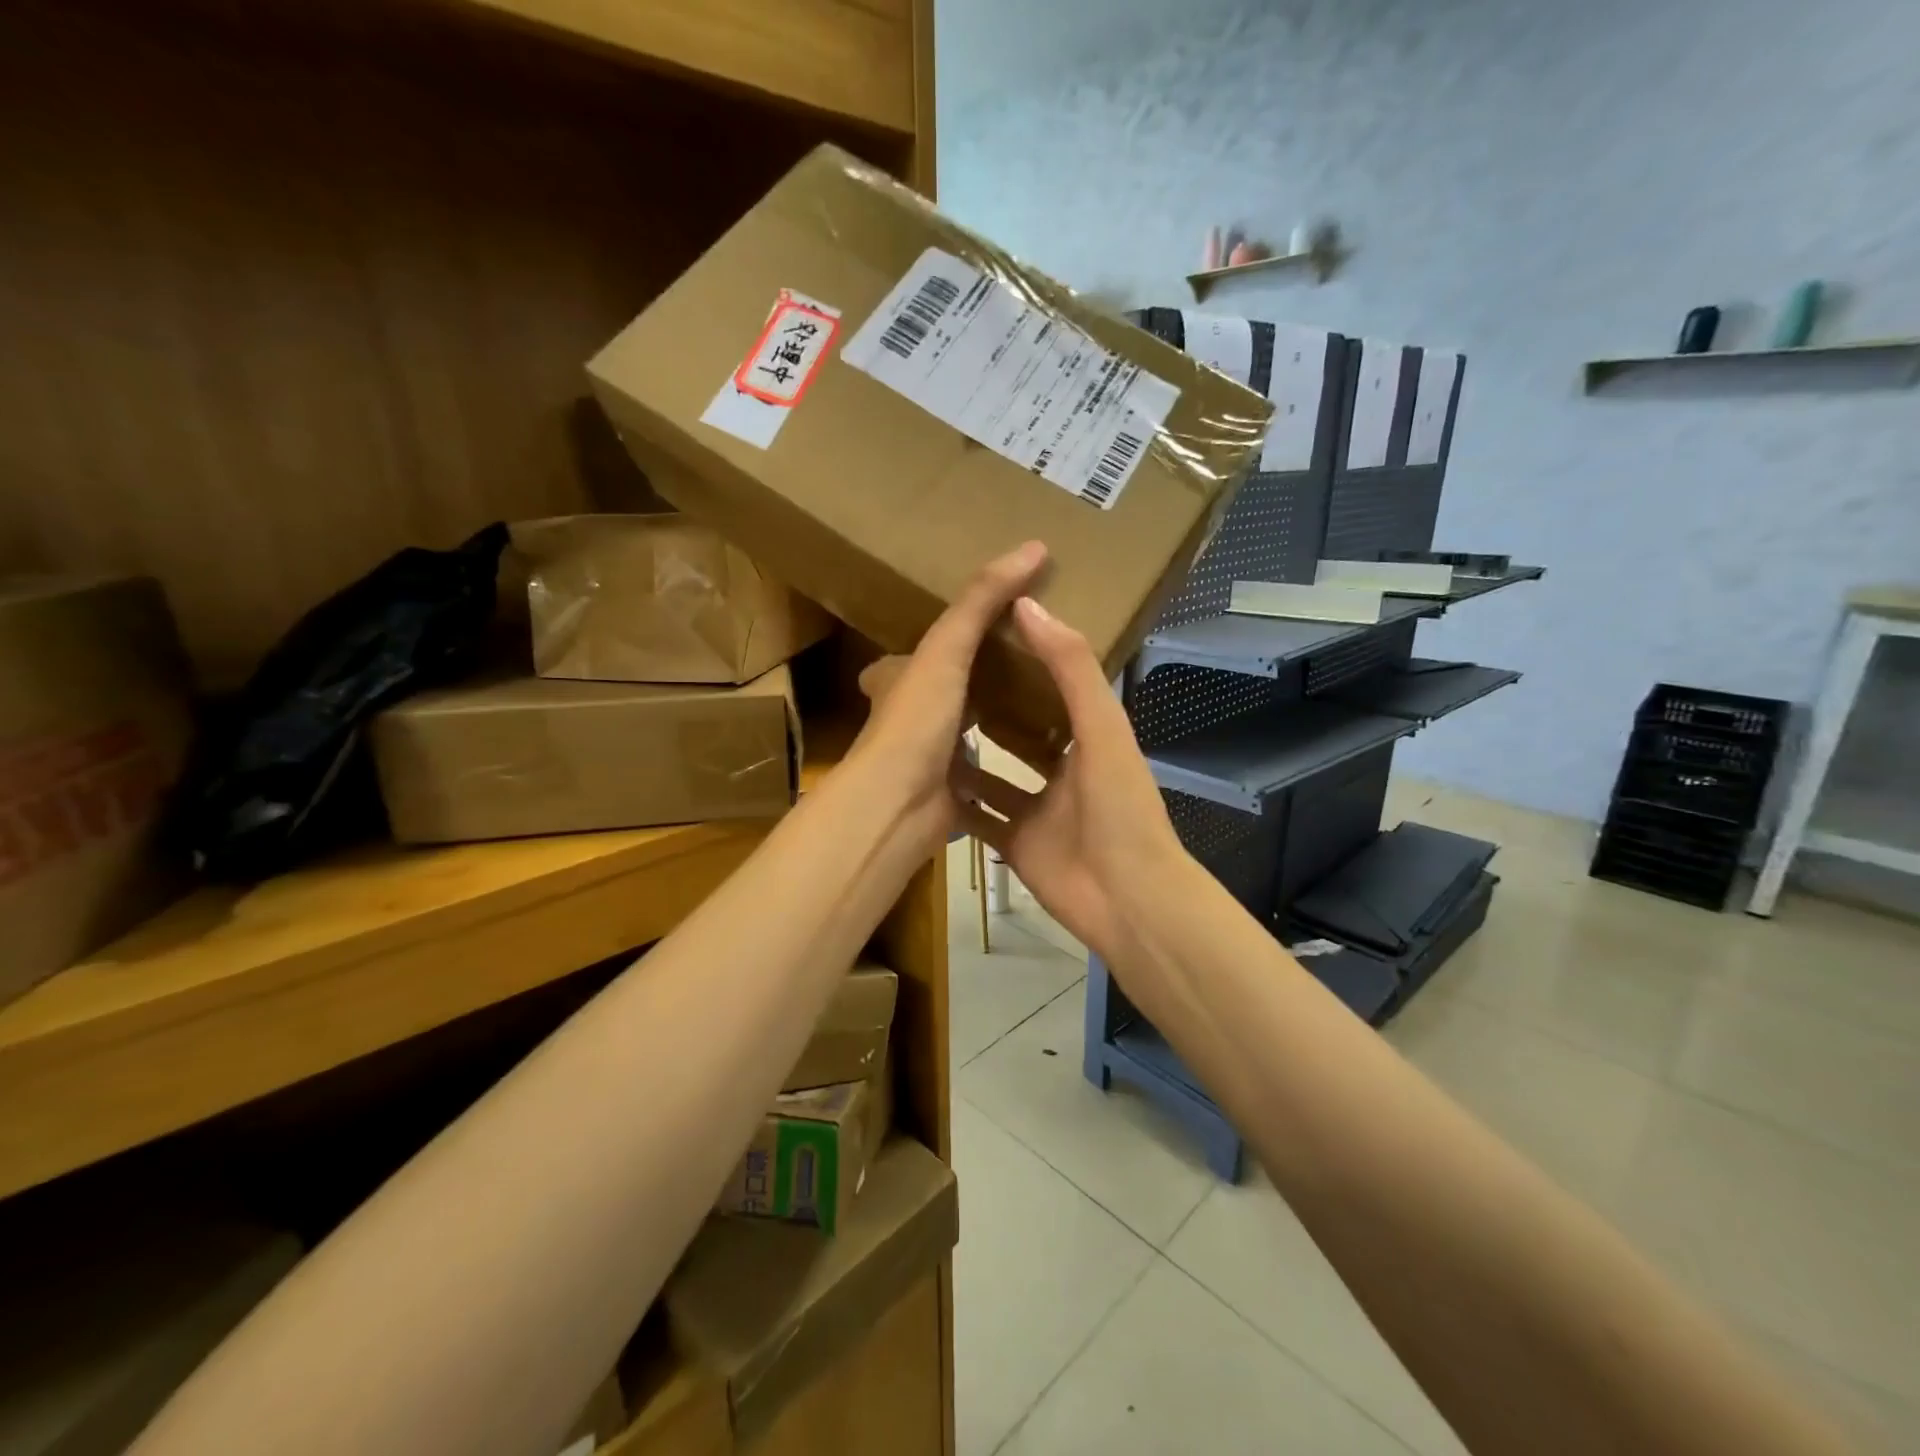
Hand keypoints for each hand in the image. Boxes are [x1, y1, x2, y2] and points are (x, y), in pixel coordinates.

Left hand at [849, 541, 1048, 851]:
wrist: (897, 806)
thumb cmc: (915, 720)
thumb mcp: (947, 648)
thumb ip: (983, 600)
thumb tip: (1034, 546)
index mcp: (897, 681)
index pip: (915, 652)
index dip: (945, 639)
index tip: (986, 628)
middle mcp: (907, 720)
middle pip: (943, 694)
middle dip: (975, 684)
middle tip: (1026, 670)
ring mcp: (926, 762)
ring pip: (963, 737)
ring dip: (993, 727)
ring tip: (1043, 711)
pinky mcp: (948, 797)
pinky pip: (981, 779)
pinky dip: (1004, 773)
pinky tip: (1036, 764)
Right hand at [950, 597, 1190, 966]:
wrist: (1126, 899)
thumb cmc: (1120, 807)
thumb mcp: (1102, 728)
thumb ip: (1070, 668)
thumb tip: (1027, 604)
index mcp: (1090, 738)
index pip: (1054, 688)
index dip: (1026, 659)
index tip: (987, 630)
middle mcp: (1062, 771)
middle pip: (1021, 732)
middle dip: (990, 706)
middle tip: (943, 677)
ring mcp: (1037, 810)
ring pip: (995, 775)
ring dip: (967, 754)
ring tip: (924, 724)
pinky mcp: (1015, 844)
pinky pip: (980, 817)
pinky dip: (957, 801)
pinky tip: (921, 779)